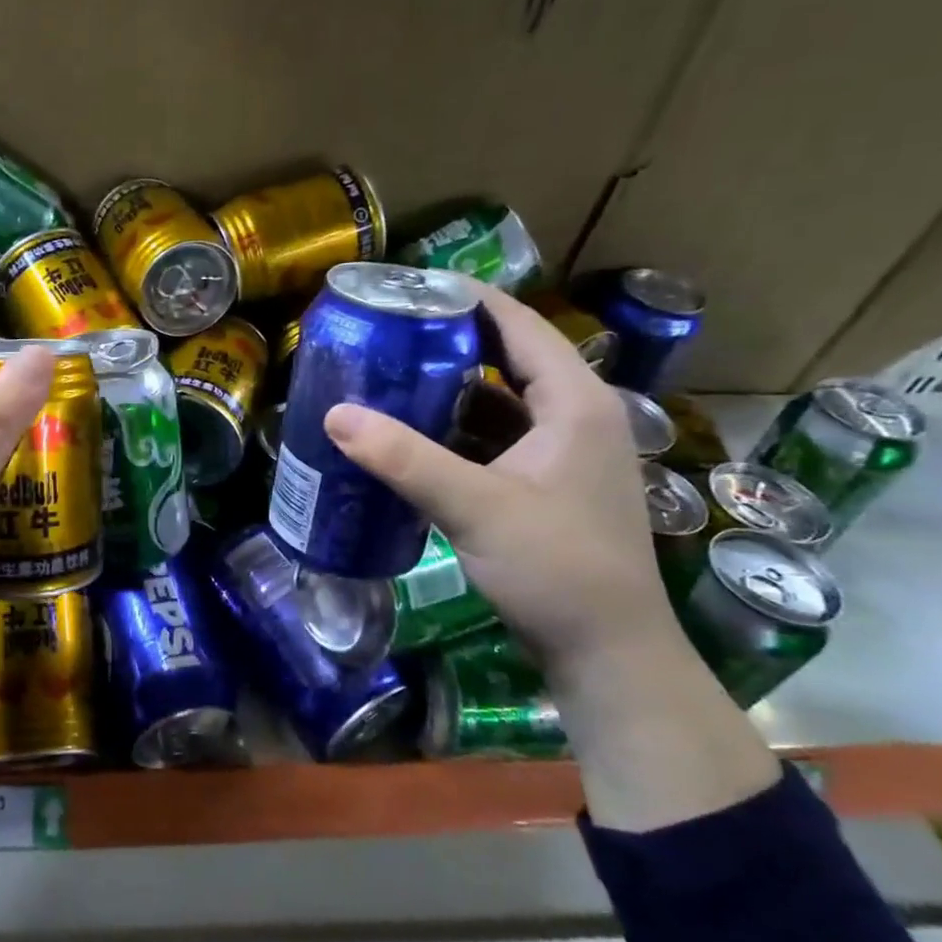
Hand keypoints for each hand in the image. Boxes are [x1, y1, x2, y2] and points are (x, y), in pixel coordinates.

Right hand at [322, 280, 667, 670]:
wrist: (607, 653)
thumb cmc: (556, 568)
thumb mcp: (475, 506)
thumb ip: (404, 458)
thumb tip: (333, 414)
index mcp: (574, 402)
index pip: (517, 323)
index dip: (464, 298)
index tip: (405, 287)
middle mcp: (575, 416)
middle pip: (507, 357)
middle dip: (447, 342)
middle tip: (384, 332)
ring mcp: (562, 453)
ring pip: (499, 402)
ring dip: (449, 390)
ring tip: (388, 376)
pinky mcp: (546, 485)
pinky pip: (495, 439)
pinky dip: (456, 432)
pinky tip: (413, 437)